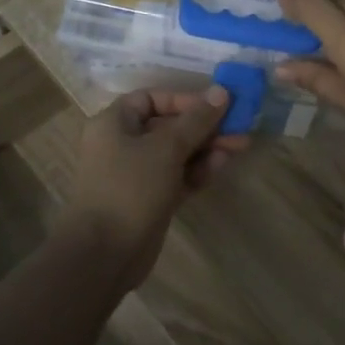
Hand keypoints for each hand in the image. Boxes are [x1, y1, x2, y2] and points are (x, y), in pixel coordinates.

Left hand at [61, 87, 245, 290]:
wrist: (104, 254)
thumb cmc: (130, 188)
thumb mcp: (166, 148)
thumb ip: (196, 120)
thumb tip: (221, 91)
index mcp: (114, 123)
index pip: (151, 99)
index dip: (184, 99)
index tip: (215, 105)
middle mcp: (122, 144)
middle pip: (168, 126)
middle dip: (204, 126)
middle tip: (240, 126)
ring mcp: (136, 174)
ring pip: (176, 153)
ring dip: (206, 148)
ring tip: (240, 146)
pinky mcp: (149, 199)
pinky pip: (177, 176)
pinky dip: (198, 170)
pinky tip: (222, 165)